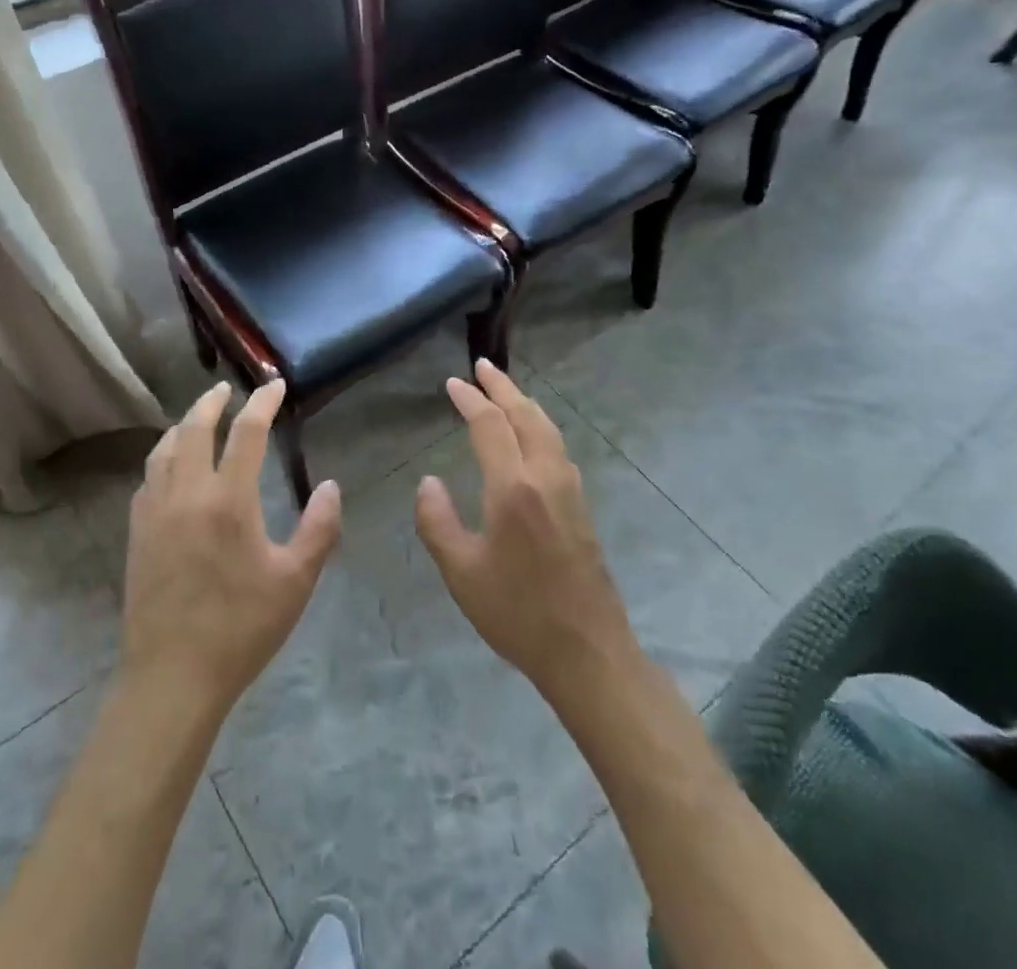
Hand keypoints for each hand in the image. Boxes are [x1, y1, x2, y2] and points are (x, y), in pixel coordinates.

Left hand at [120, 379, 341, 716]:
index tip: (274, 386)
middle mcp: (186, 492)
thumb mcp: (294, 580)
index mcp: (228, 499)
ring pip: (165, 448)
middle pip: (195, 427)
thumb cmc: (241, 627)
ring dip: (184, 424)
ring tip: (198, 418)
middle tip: (228, 389)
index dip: (262, 403)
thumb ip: (318, 528)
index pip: (246, 432)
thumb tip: (330, 486)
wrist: (172, 675)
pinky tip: (171, 466)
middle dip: (212, 401)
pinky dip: (164, 455)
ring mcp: (155, 510)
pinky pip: (148, 476)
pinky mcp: (136, 531)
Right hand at [414, 360, 639, 703]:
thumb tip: (428, 481)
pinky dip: (539, 424)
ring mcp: (569, 489)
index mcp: (513, 487)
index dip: (470, 399)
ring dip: (524, 402)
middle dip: (502, 386)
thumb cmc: (516, 612)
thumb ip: (436, 521)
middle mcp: (545, 477)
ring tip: (505, 390)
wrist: (588, 651)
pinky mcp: (581, 506)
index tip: (452, 383)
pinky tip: (532, 435)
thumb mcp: (461, 571)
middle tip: (482, 366)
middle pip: (525, 415)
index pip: (490, 425)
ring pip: (547, 428)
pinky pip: (557, 447)